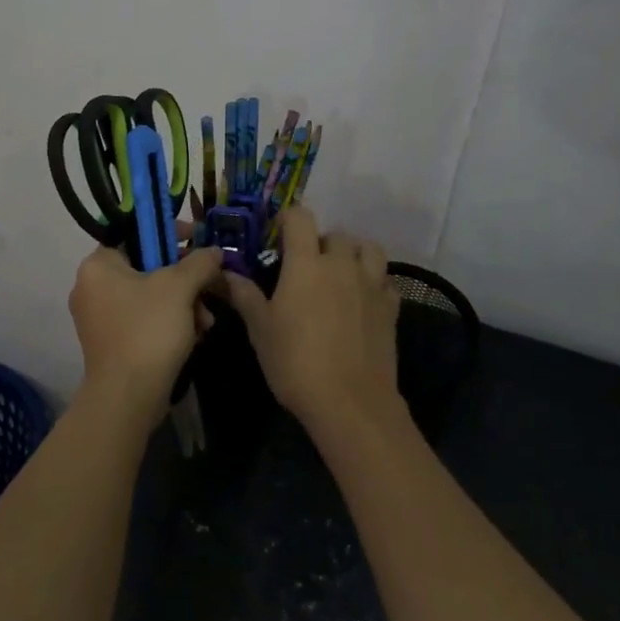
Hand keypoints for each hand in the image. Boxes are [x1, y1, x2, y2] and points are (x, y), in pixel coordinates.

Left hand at [67, 242, 224, 430]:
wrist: (128, 397)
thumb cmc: (148, 330)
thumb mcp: (179, 287)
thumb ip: (199, 262)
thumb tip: (214, 251)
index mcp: (98, 265)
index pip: (135, 233)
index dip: (169, 233)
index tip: (198, 239)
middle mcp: (91, 286)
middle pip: (146, 266)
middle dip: (184, 278)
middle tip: (209, 285)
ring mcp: (98, 317)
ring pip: (149, 295)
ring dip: (183, 303)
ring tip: (206, 320)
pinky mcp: (110, 342)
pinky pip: (143, 318)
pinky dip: (169, 322)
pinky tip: (195, 335)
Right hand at [223, 207, 401, 432]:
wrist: (350, 402)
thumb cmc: (296, 362)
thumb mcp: (261, 330)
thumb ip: (246, 296)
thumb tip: (228, 274)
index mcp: (306, 264)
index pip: (300, 218)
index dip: (288, 219)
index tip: (277, 235)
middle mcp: (341, 264)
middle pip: (336, 234)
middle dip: (320, 242)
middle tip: (306, 266)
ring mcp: (371, 284)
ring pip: (369, 249)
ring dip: (354, 254)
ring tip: (340, 274)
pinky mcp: (391, 307)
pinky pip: (385, 280)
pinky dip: (374, 282)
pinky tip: (362, 300)